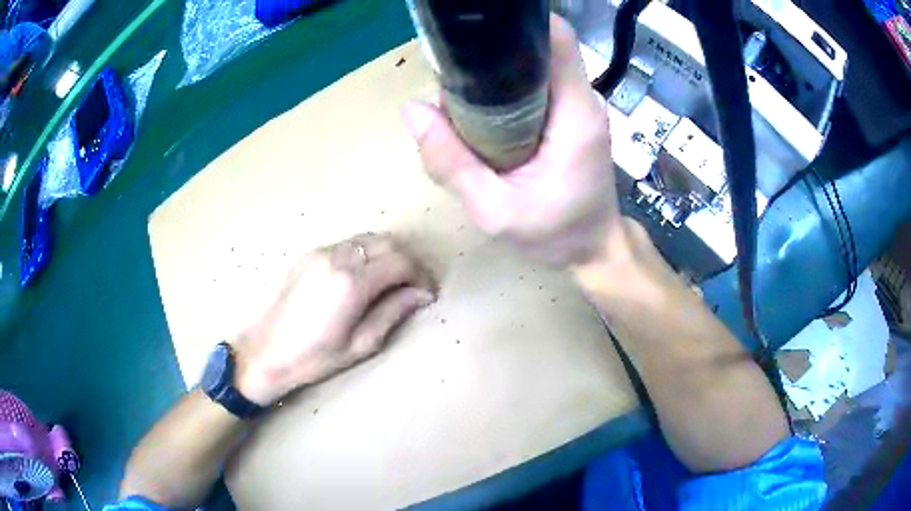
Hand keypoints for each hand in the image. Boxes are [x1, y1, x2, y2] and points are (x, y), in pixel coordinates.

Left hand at [233, 233, 436, 405]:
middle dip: (407, 261)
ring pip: (367, 239)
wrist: (265, 352)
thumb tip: (420, 294)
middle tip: (413, 286)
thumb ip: (393, 312)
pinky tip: (363, 277)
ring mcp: (320, 252)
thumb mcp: (360, 344)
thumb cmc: (314, 358)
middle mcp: (337, 257)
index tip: (428, 293)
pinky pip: (347, 245)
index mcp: (351, 283)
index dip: (421, 275)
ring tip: (391, 281)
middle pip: (387, 242)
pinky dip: (365, 254)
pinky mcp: (308, 254)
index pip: (401, 261)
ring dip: (386, 254)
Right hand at [402, 15, 621, 266]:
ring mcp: (578, 106)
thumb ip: (451, 163)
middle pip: (536, 50)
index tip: (476, 33)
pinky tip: (481, 117)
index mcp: (575, 113)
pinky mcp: (570, 116)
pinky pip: (534, 87)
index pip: (556, 39)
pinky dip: (505, 93)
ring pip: (532, 68)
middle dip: (491, 57)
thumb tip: (413, 110)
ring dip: (494, 76)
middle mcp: (582, 99)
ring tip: (461, 105)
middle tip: (451, 82)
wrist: (594, 251)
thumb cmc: (555, 236)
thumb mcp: (493, 211)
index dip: (518, 24)